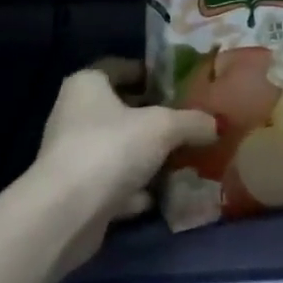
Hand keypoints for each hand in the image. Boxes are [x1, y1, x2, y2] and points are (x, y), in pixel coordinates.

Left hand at [31, 60, 215, 274]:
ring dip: (146, 156)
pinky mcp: (76, 193)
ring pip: (118, 148)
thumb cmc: (111, 148)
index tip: (176, 84)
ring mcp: (73, 155)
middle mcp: (74, 114)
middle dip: (153, 117)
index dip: (148, 72)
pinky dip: (135, 189)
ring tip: (182, 159)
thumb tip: (216, 124)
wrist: (66, 214)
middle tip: (187, 121)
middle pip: (121, 110)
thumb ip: (192, 122)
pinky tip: (162, 195)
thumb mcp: (163, 127)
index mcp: (87, 84)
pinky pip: (113, 183)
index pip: (119, 67)